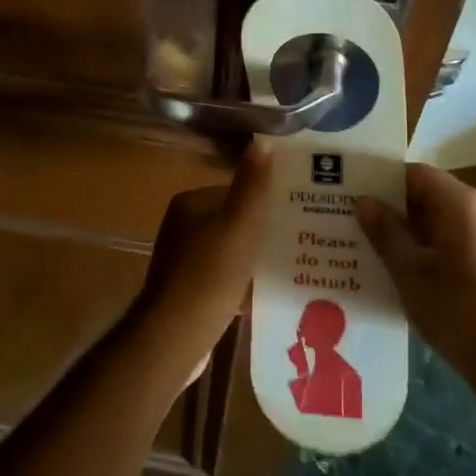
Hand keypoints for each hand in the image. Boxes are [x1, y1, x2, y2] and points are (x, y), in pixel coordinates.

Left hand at [127, 145, 272, 379]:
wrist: (175, 335)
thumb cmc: (210, 274)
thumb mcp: (239, 224)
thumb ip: (252, 185)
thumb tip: (262, 140)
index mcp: (190, 204)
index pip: (234, 192)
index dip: (264, 202)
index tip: (295, 214)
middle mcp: (181, 227)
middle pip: (232, 222)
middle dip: (261, 232)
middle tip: (300, 243)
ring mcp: (182, 261)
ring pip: (229, 251)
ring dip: (253, 259)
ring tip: (290, 269)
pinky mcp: (187, 292)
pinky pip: (222, 278)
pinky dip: (242, 284)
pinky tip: (265, 296)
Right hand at [356, 163, 475, 376]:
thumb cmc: (457, 307)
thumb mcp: (409, 269)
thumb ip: (384, 231)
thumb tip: (363, 201)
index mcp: (458, 202)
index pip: (412, 173)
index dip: (378, 179)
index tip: (345, 191)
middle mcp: (472, 212)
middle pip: (421, 196)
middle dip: (384, 207)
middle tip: (343, 219)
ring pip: (429, 223)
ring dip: (398, 232)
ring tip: (357, 245)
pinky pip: (441, 245)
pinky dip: (415, 251)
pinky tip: (388, 271)